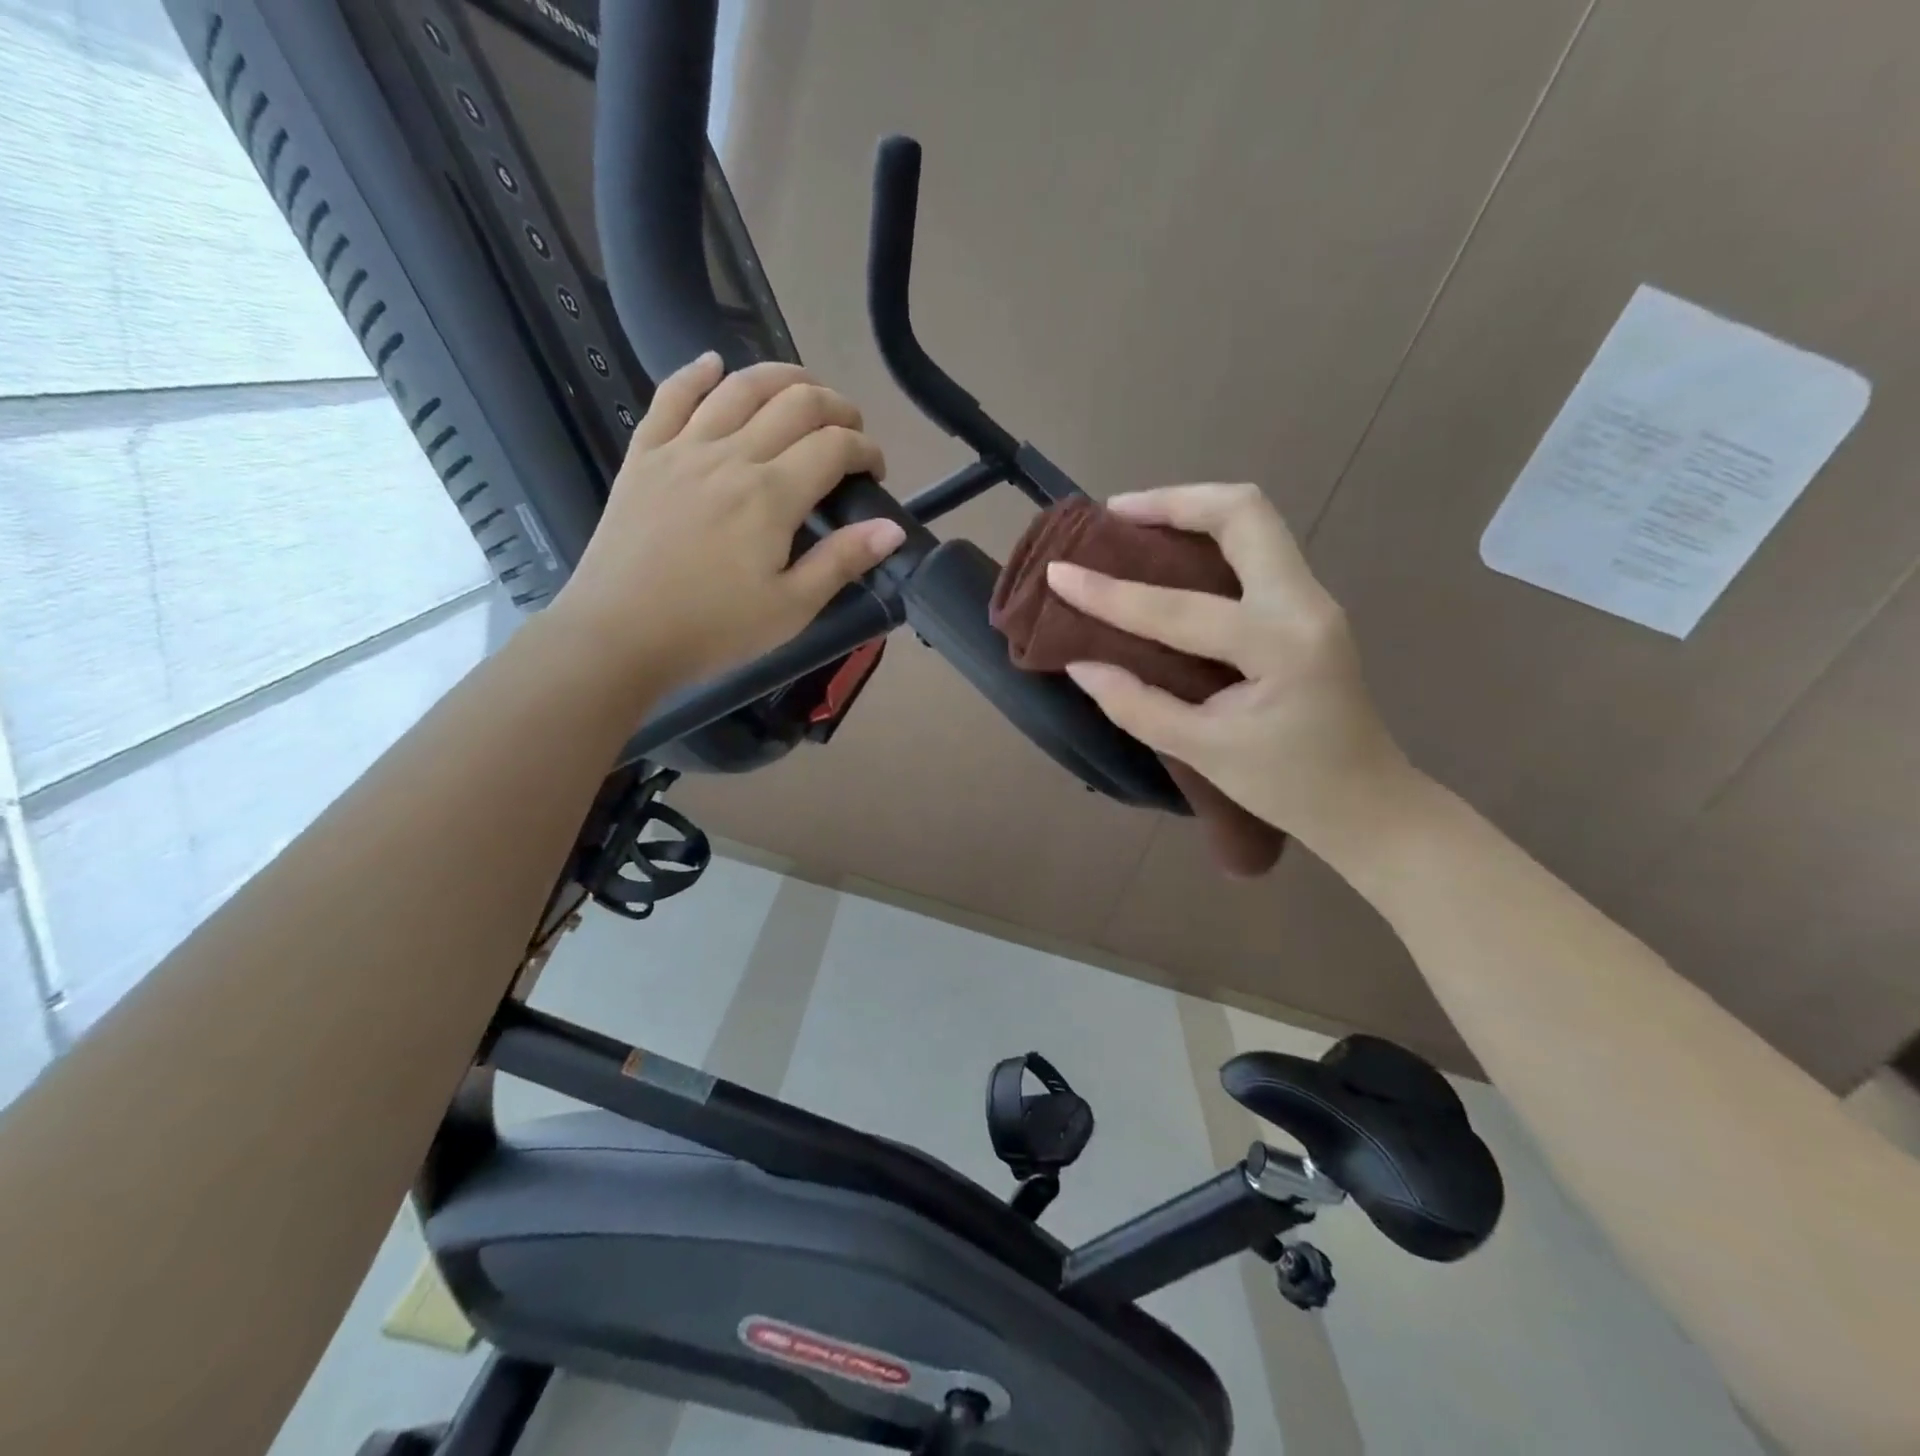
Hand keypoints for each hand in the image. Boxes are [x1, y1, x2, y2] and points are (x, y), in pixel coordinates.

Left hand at [550, 355, 904, 689]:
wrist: (619, 634)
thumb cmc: (713, 629)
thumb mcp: (791, 608)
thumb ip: (842, 561)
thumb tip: (892, 528)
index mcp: (772, 496)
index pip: (834, 447)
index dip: (866, 450)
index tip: (875, 472)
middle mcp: (732, 456)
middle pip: (796, 403)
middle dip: (836, 408)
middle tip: (850, 431)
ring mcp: (683, 449)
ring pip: (740, 387)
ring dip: (782, 377)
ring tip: (804, 390)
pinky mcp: (645, 454)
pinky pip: (671, 396)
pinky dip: (697, 372)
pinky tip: (714, 364)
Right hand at [1045, 483, 1416, 858]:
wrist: (1366, 803)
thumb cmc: (1288, 786)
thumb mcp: (1203, 752)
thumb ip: (1136, 705)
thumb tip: (1080, 664)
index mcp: (1280, 646)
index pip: (1179, 609)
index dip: (1110, 593)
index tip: (1058, 572)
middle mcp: (1304, 604)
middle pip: (1244, 514)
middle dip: (1173, 502)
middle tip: (1113, 515)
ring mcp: (1312, 599)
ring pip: (1254, 522)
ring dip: (1192, 511)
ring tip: (1134, 524)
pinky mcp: (1305, 607)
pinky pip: (1256, 549)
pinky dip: (1208, 538)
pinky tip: (1169, 556)